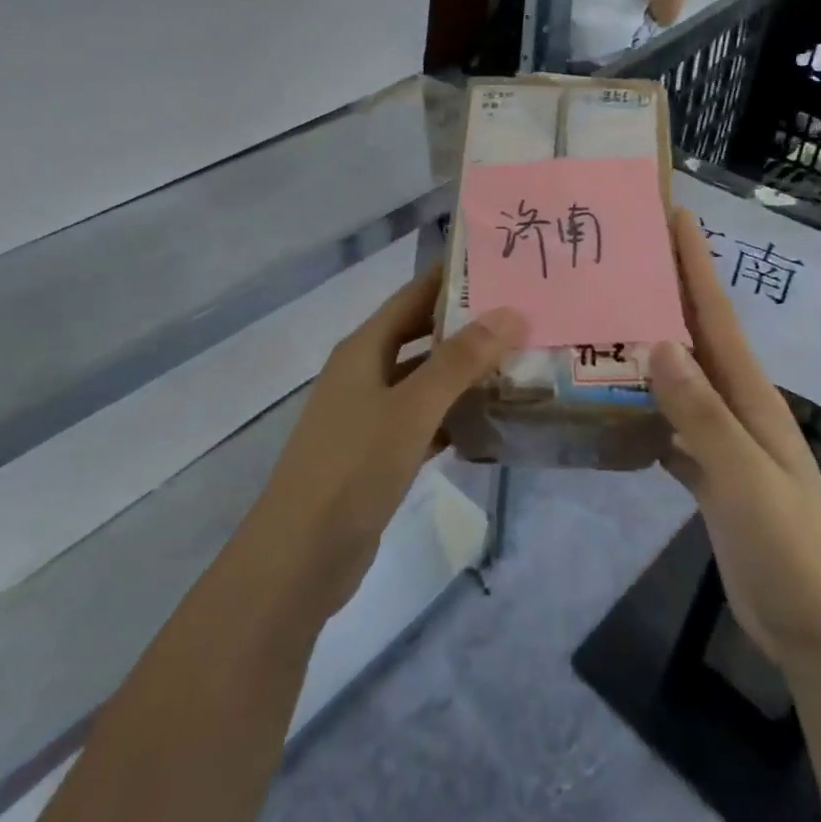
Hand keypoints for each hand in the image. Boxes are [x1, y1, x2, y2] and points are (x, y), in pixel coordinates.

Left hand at [242, 265, 525, 617]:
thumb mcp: (411, 408)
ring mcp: (369, 415)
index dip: (451, 277)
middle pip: (420, 334)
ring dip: (463, 372)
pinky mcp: (377, 453)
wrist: (300, 557)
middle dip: (466, 324)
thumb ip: (460, 361)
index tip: (500, 264)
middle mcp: (364, 372)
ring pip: (424, 380)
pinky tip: (488, 420)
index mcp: (363, 348)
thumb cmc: (353, 468)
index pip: (413, 295)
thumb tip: (509, 313)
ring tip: (517, 361)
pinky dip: (452, 416)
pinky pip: (423, 420)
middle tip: (521, 313)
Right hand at [651, 213, 820, 666]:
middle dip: (666, 288)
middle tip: (621, 252)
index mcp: (750, 396)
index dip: (695, 263)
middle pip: (694, 334)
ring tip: (603, 312)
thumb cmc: (790, 551)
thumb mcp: (746, 480)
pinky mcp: (708, 472)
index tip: (672, 213)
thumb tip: (658, 342)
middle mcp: (735, 406)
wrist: (820, 633)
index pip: (716, 314)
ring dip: (647, 342)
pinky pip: (668, 422)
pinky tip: (609, 396)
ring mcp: (722, 440)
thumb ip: (702, 414)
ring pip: (678, 376)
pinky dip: (641, 403)